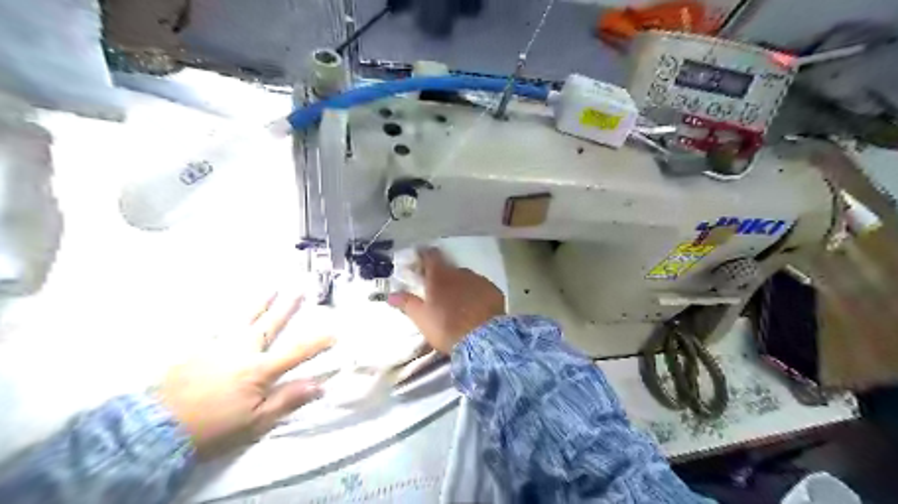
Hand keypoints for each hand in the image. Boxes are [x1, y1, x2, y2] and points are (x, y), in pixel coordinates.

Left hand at [157, 291, 332, 460]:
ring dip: (260, 302)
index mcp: (259, 370)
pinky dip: (229, 315)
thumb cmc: (213, 428)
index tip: (335, 332)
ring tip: (272, 287)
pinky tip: (232, 308)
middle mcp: (242, 350)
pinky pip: (218, 325)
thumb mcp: (256, 421)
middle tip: (300, 288)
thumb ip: (287, 400)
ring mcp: (218, 346)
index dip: (318, 342)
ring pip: (244, 318)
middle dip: (288, 306)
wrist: (155, 429)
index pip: (296, 351)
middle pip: (270, 324)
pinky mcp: (198, 348)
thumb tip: (319, 385)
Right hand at [387, 248, 503, 353]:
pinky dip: (476, 293)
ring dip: (460, 285)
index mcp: (439, 276)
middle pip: (449, 269)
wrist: (483, 339)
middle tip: (438, 289)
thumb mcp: (421, 318)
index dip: (424, 255)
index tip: (420, 257)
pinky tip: (475, 306)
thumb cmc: (446, 327)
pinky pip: (481, 288)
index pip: (430, 256)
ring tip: (458, 301)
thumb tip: (390, 295)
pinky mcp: (494, 291)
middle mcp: (460, 272)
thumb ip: (407, 303)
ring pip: (466, 278)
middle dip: (443, 276)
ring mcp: (479, 280)